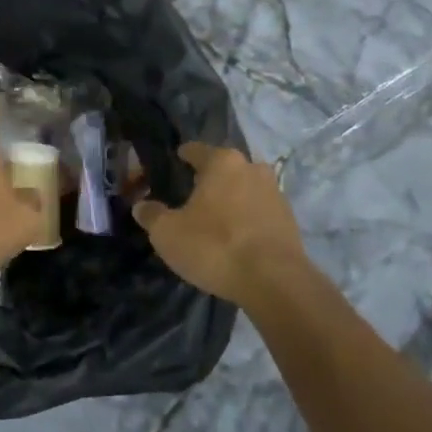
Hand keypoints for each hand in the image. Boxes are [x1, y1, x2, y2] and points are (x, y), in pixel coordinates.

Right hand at [133, 141, 309, 305]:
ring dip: (231, 199)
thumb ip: (151, 215)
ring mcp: (275, 193)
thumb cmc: (215, 246)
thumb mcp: (168, 233)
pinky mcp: (289, 220)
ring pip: (245, 188)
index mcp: (222, 162)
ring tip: (215, 218)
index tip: (174, 162)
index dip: (182, 156)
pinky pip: (260, 211)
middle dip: (209, 179)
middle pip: (224, 168)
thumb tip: (141, 206)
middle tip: (192, 195)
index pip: (196, 150)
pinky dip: (247, 219)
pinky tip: (237, 237)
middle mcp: (252, 168)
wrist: (274, 282)